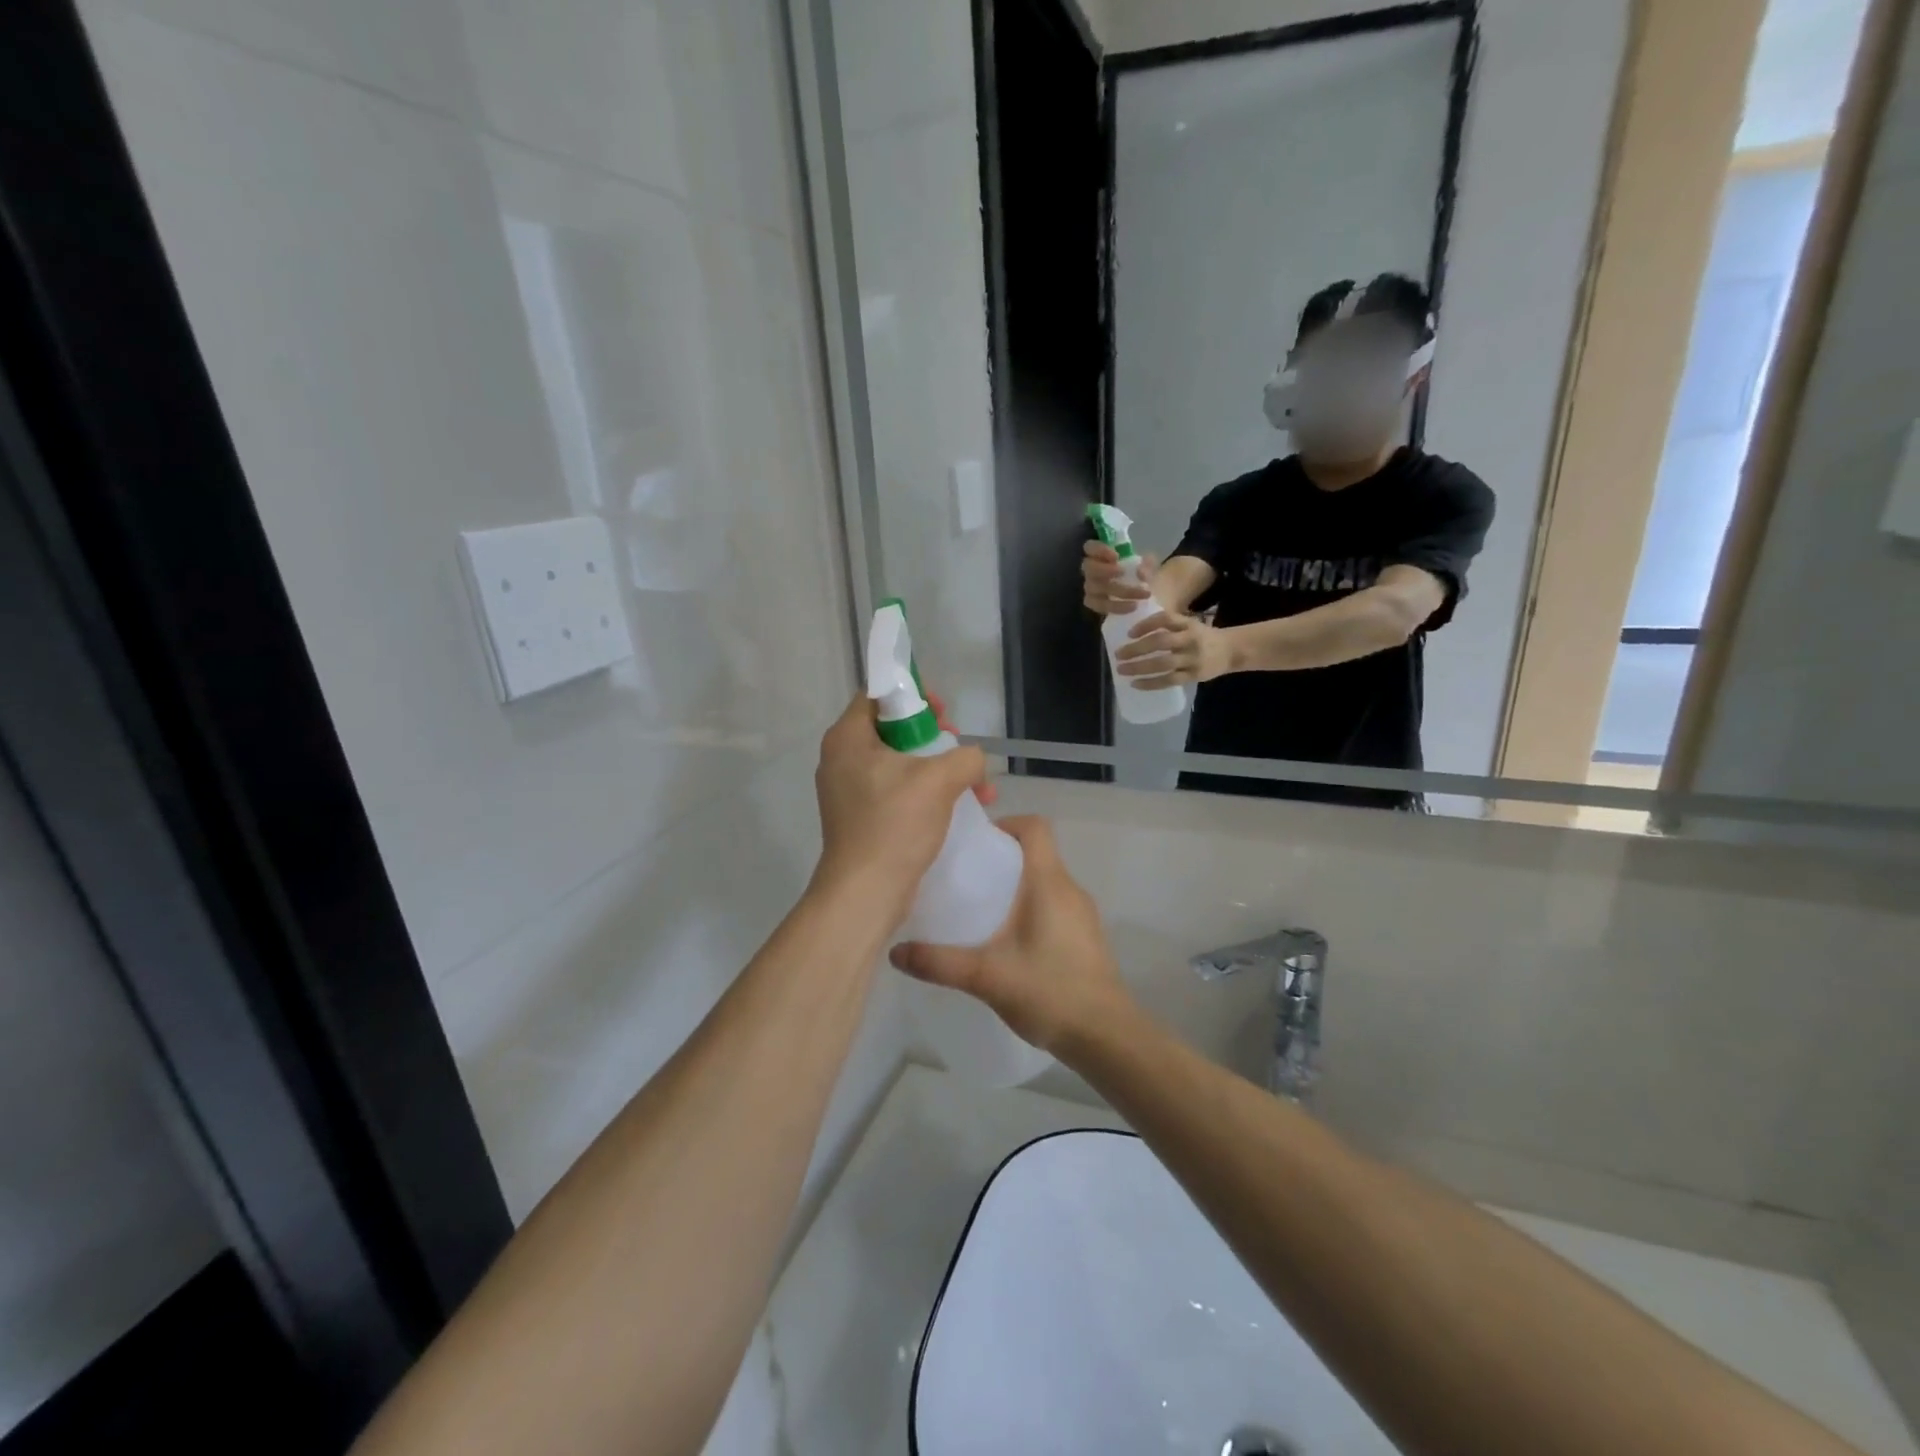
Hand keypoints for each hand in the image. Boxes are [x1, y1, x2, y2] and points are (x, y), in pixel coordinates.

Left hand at [811, 694, 988, 924]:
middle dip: (934, 737)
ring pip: (899, 763)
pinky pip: (896, 791)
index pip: (877, 695)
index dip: (913, 696)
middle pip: (891, 729)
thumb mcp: (939, 780)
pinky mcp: (860, 818)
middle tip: (958, 749)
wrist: (866, 893)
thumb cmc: (895, 825)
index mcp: (847, 738)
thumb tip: (972, 760)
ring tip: (974, 785)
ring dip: (938, 769)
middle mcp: (841, 759)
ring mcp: (848, 791)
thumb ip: (965, 757)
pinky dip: (926, 793)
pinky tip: (959, 807)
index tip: (943, 713)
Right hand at [890, 818, 1133, 1054]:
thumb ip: (940, 962)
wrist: (1107, 1037)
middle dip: (1000, 859)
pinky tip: (1008, 943)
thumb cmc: (1049, 992)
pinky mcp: (1086, 937)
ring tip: (980, 911)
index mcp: (1049, 883)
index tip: (975, 844)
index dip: (1005, 824)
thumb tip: (895, 952)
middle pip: (1036, 853)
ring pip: (1045, 882)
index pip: (1035, 827)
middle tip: (965, 880)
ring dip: (1015, 887)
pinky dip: (1030, 910)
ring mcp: (1082, 914)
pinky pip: (1054, 906)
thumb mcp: (986, 976)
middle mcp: (1070, 889)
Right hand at [1083, 541, 1154, 615]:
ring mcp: (1090, 587)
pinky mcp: (1094, 604)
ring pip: (1094, 588)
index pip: (1090, 547)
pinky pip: (1100, 606)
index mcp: (1101, 554)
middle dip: (1103, 569)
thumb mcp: (1148, 565)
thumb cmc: (1140, 573)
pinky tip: (1132, 606)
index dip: (1099, 550)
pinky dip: (1116, 606)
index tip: (1116, 556)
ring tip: (1140, 593)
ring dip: (1118, 590)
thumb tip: (1140, 573)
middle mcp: (1091, 570)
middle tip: (1121, 572)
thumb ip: (1147, 565)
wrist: (1141, 594)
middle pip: (1088, 567)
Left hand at [1115, 610, 1234, 689]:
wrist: (1231, 651)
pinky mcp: (1193, 676)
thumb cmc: (1202, 636)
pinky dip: (1151, 683)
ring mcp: (1192, 658)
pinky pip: (1169, 681)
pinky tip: (1135, 684)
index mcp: (1188, 624)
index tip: (1129, 633)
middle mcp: (1190, 639)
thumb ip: (1168, 625)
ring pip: (1163, 663)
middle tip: (1118, 654)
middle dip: (1136, 648)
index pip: (1165, 619)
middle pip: (1161, 642)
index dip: (1146, 625)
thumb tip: (1134, 631)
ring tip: (1121, 669)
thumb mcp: (1189, 624)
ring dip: (1139, 667)